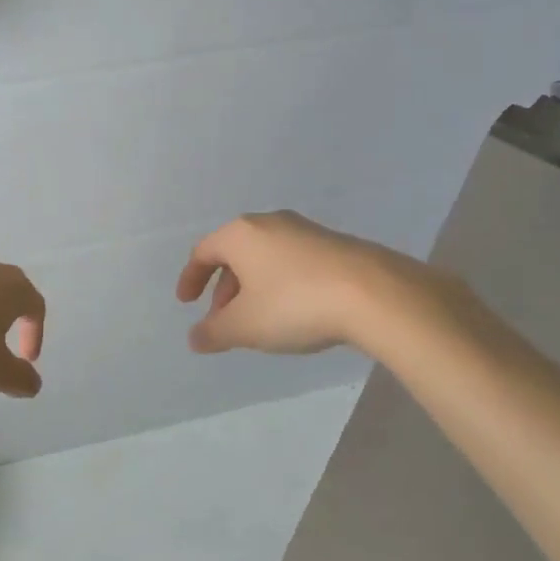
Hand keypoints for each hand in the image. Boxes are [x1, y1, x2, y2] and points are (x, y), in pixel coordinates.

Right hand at [175, 210, 416, 354]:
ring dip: (253, 289)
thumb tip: (195, 337)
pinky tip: (294, 312)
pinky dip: (280, 284)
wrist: (373, 293)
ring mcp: (305, 230)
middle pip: (235, 254)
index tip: (186, 302)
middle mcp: (269, 223)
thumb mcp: (245, 326)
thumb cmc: (294, 304)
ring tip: (259, 322)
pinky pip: (292, 262)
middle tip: (223, 321)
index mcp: (241, 234)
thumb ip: (213, 332)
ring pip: (265, 258)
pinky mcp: (333, 244)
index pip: (203, 252)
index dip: (190, 278)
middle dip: (224, 289)